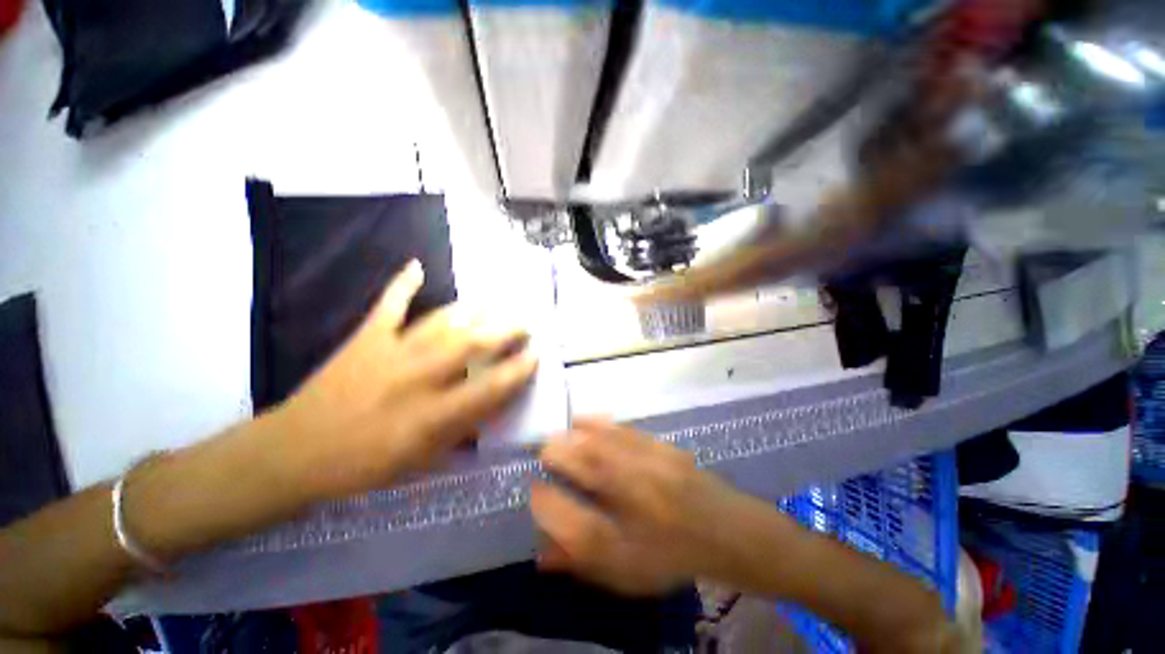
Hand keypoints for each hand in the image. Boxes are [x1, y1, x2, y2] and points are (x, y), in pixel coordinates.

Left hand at [275, 260, 537, 499]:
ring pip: (442, 322)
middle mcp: (417, 378)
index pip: (490, 388)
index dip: (518, 370)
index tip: (536, 355)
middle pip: (472, 345)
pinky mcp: (365, 338)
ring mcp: (391, 352)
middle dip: (505, 331)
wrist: (293, 454)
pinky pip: (388, 305)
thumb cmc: (362, 466)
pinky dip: (403, 283)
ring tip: (494, 302)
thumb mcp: (419, 463)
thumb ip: (460, 433)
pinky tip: (417, 265)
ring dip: (473, 310)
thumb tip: (490, 408)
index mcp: (431, 415)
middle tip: (524, 323)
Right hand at [530, 418, 747, 595]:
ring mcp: (648, 468)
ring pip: (599, 443)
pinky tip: (584, 420)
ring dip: (572, 436)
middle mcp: (632, 501)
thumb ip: (580, 562)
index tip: (534, 490)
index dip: (542, 500)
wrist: (723, 530)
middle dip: (554, 455)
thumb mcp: (624, 572)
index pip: (564, 517)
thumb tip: (541, 553)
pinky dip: (597, 423)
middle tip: (544, 454)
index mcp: (621, 541)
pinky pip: (620, 430)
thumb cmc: (669, 556)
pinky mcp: (659, 447)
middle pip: (580, 466)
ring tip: (560, 436)